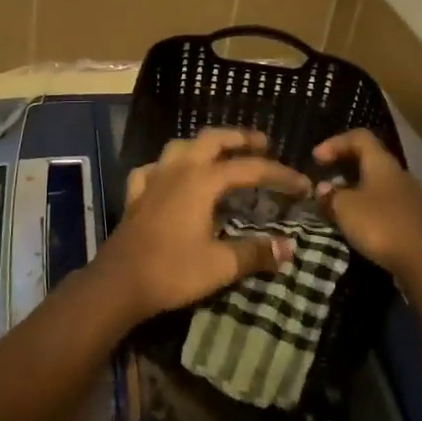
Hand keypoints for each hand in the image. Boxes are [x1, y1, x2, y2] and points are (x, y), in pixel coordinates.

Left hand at [91, 129, 310, 322]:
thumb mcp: (221, 265)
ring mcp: (154, 178)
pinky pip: (153, 168)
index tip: (302, 184)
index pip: (248, 169)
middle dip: (240, 138)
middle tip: (263, 144)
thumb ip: (256, 252)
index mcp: (202, 180)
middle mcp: (178, 169)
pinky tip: (172, 177)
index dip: (278, 174)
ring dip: (204, 145)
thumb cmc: (172, 271)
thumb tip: (289, 247)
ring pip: (181, 146)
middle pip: (212, 139)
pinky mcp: (136, 194)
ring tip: (221, 154)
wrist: (119, 283)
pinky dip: (167, 167)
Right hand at [313, 130, 421, 279]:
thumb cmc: (379, 225)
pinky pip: (384, 202)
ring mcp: (408, 196)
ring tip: (335, 203)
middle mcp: (398, 173)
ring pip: (376, 182)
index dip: (335, 142)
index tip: (316, 159)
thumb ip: (330, 194)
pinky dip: (366, 205)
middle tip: (324, 178)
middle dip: (343, 165)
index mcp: (382, 162)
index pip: (359, 137)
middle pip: (368, 158)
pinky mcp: (412, 218)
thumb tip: (324, 188)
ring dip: (353, 187)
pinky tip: (355, 222)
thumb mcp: (344, 207)